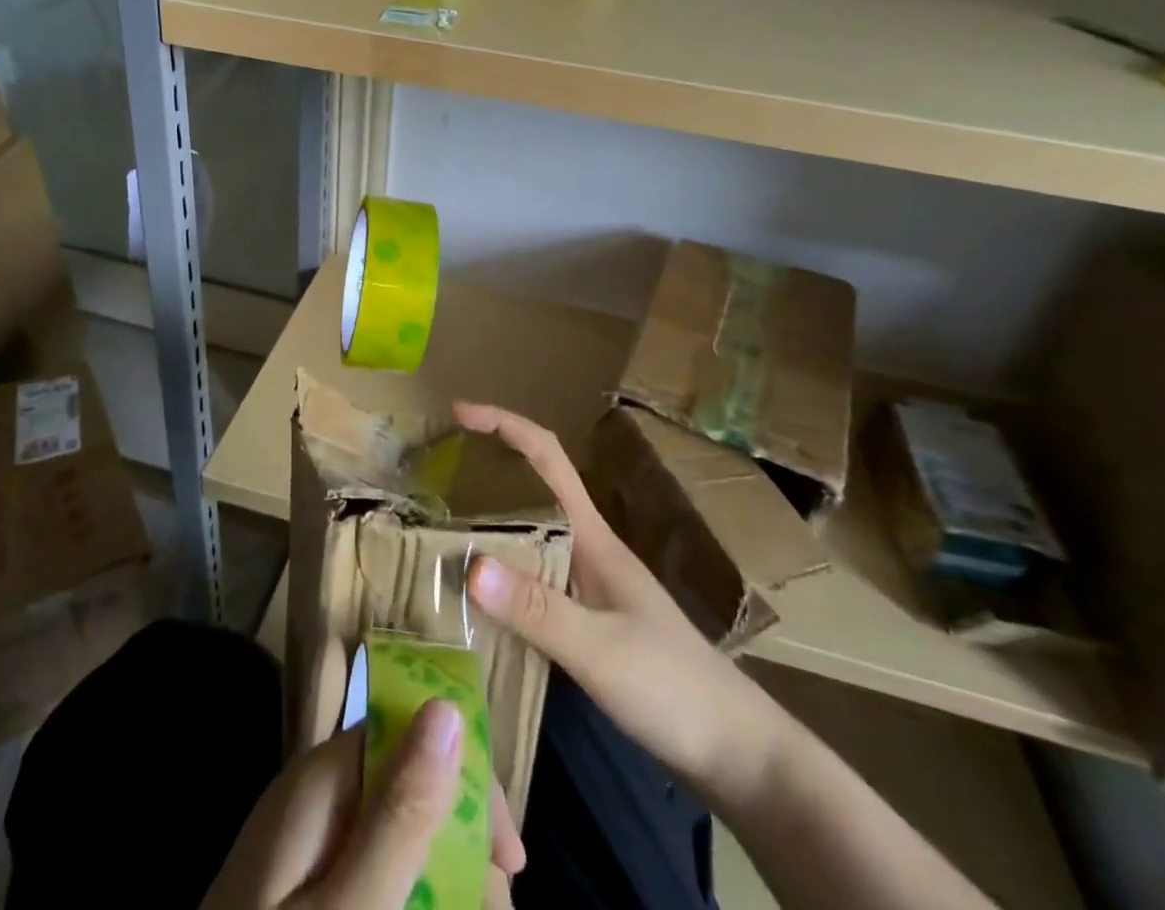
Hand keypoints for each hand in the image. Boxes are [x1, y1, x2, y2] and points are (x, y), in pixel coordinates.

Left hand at [202, 698, 524, 909]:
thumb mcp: (350, 906)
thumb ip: (399, 812)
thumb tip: (446, 708)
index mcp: (324, 778)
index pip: (413, 732)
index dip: (468, 781)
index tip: (508, 859)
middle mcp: (317, 794)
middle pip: (409, 783)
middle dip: (460, 840)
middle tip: (495, 909)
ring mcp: (306, 841)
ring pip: (394, 830)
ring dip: (440, 874)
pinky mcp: (303, 883)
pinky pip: (367, 865)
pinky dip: (404, 889)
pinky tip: (424, 908)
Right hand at [458, 401, 777, 804]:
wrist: (735, 752)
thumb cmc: (673, 687)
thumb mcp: (601, 649)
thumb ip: (538, 610)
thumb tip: (469, 564)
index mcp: (592, 536)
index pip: (546, 457)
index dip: (504, 424)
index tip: (459, 412)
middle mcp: (585, 548)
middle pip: (530, 487)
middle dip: (483, 467)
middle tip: (429, 474)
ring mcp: (586, 584)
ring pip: (527, 533)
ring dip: (484, 519)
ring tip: (435, 525)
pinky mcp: (583, 619)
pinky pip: (528, 576)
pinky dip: (496, 569)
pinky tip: (472, 591)